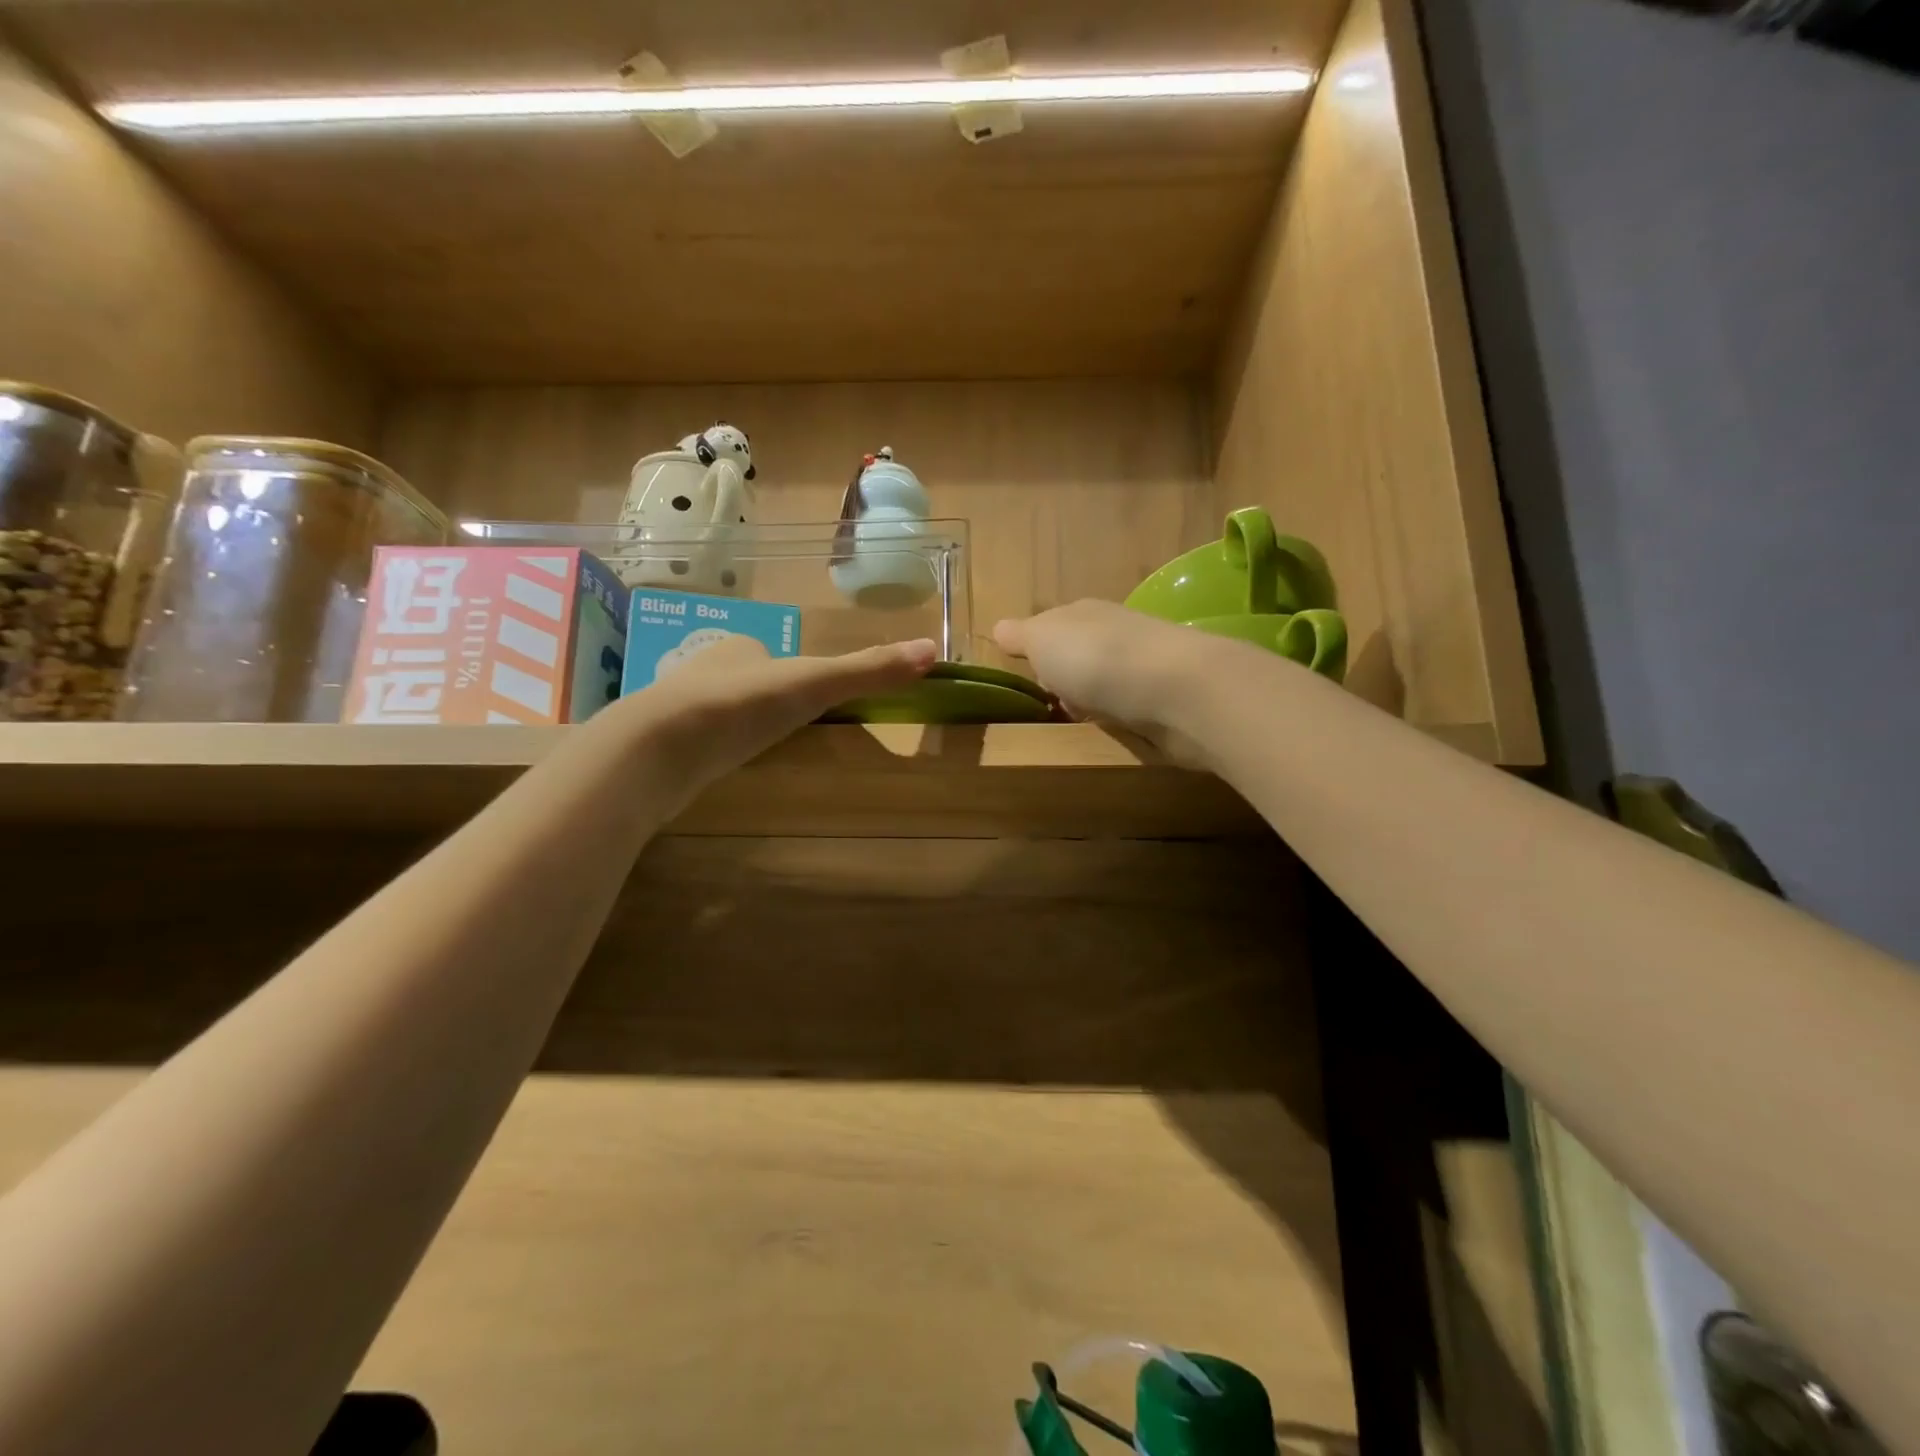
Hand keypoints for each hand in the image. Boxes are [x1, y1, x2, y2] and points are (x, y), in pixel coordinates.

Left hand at [627, 634, 937, 786]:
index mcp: (740, 647)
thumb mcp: (815, 685)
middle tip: (784, 726)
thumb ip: (869, 670)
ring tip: (753, 749)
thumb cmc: (742, 705)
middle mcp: (705, 668)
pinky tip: (717, 768)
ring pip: (717, 709)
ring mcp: (678, 706)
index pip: (773, 653)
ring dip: (735, 723)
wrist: (658, 747)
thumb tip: (932, 652)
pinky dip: (710, 750)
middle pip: (746, 680)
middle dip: (763, 699)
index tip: (809, 697)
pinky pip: (695, 741)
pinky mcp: (661, 744)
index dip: (794, 673)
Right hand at [994, 601, 1211, 750]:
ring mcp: (1144, 669)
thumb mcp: (1042, 640)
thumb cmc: (1096, 659)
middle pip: (1080, 660)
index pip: (1053, 629)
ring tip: (1076, 730)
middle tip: (1049, 711)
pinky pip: (1129, 712)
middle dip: (1065, 684)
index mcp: (1084, 614)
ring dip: (1092, 706)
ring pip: (1105, 687)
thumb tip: (999, 629)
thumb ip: (1020, 636)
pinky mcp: (1165, 703)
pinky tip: (1111, 737)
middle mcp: (1116, 635)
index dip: (1037, 654)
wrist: (1176, 690)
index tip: (1026, 682)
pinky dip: (1118, 722)